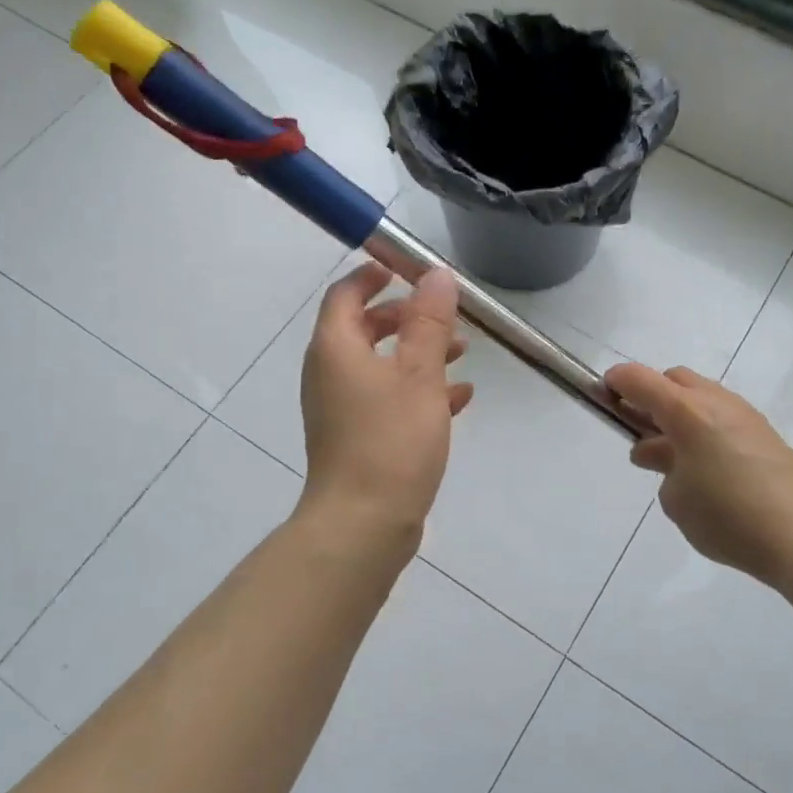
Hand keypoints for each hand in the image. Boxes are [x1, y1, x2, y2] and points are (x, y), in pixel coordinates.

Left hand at [299, 262, 472, 537]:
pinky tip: (458, 398)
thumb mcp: (419, 374)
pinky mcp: (357, 438)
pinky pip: (388, 399)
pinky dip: (418, 390)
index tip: (407, 268)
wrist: (363, 524)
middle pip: (364, 328)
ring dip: (418, 353)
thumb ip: (429, 322)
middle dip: (406, 317)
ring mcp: (341, 408)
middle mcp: (330, 373)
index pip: (346, 293)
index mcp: (336, 348)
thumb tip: (436, 275)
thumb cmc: (389, 440)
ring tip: (462, 353)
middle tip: (443, 315)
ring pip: (381, 365)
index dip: (374, 275)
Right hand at [603, 363, 792, 585]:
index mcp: (687, 412)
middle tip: (640, 429)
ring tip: (672, 454)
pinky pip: (723, 416)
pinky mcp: (765, 433)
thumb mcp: (676, 500)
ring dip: (680, 413)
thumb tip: (665, 455)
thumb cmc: (728, 518)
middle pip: (674, 379)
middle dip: (652, 395)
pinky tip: (706, 465)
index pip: (641, 379)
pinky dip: (705, 427)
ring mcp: (745, 415)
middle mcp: (716, 402)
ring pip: (702, 396)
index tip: (604, 392)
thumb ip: (663, 467)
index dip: (617, 381)